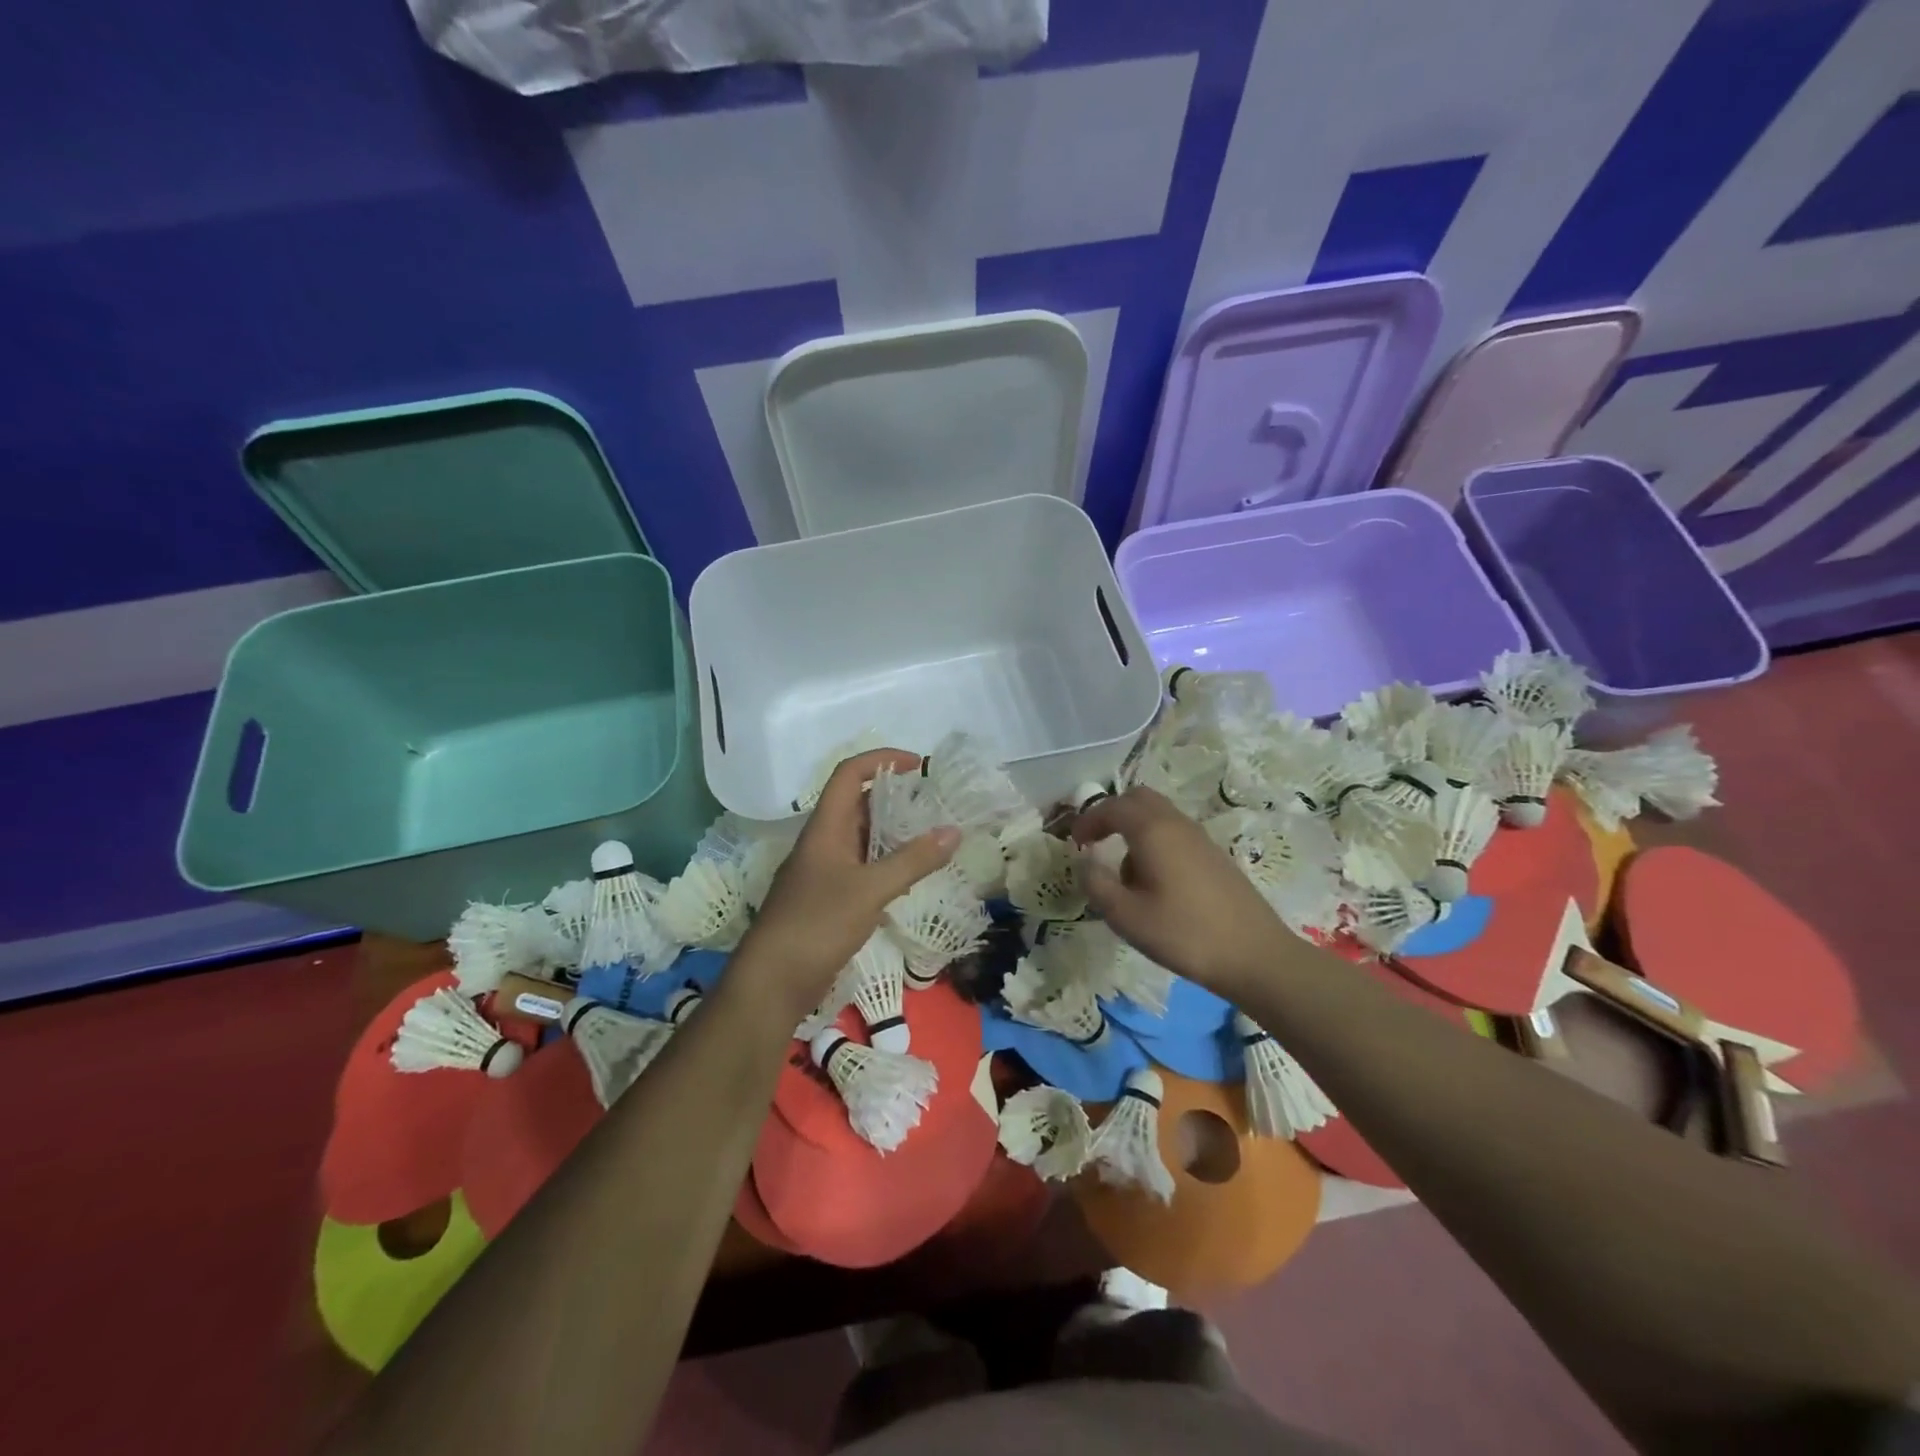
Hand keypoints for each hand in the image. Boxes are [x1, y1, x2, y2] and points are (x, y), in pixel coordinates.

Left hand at [733, 749, 959, 1026]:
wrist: (772, 982)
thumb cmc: (817, 925)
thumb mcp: (870, 890)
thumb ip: (912, 860)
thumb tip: (953, 831)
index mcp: (825, 828)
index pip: (849, 774)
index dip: (881, 759)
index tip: (917, 764)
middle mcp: (822, 843)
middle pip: (857, 804)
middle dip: (893, 797)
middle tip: (933, 802)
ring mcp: (823, 872)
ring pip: (861, 839)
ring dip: (892, 833)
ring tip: (930, 835)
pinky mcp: (827, 900)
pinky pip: (861, 868)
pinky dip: (886, 864)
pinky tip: (909, 877)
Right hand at [1072, 787, 1288, 995]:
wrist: (1255, 956)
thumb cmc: (1184, 934)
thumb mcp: (1126, 917)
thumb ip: (1097, 885)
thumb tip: (1086, 863)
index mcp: (1153, 831)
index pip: (1113, 807)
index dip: (1088, 820)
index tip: (1074, 842)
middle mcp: (1177, 824)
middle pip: (1139, 799)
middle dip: (1112, 814)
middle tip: (1096, 841)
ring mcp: (1200, 838)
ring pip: (1159, 815)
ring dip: (1135, 829)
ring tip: (1125, 872)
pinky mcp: (1215, 856)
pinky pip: (1176, 833)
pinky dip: (1156, 843)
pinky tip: (1156, 883)